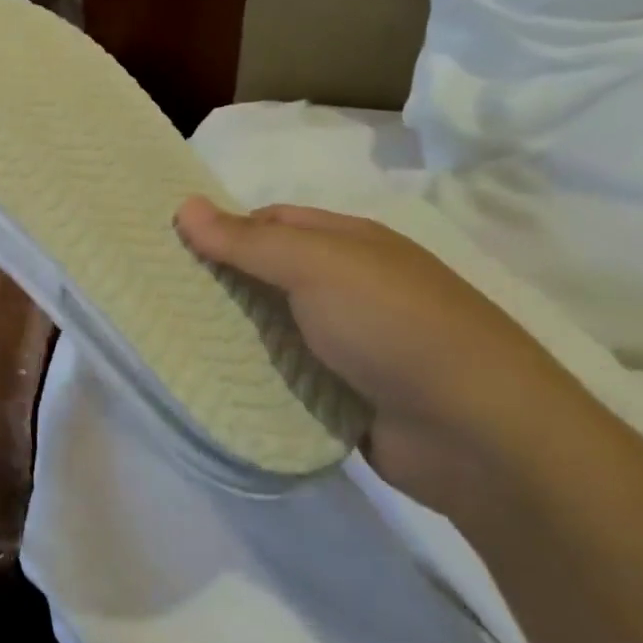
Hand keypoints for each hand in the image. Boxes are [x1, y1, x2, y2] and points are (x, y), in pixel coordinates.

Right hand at [175, 197, 592, 505]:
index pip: (271, 221)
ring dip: (234, 334)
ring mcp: (350, 344)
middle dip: (221, 283)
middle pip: (269, 275)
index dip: (223, 229)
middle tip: (161, 295)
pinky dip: (256, 377)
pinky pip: (287, 376)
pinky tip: (216, 382)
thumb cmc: (396, 326)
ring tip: (173, 339)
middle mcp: (349, 287)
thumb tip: (184, 205)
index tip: (172, 250)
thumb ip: (248, 240)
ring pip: (274, 328)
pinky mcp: (346, 395)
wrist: (480, 436)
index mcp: (350, 243)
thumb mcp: (317, 266)